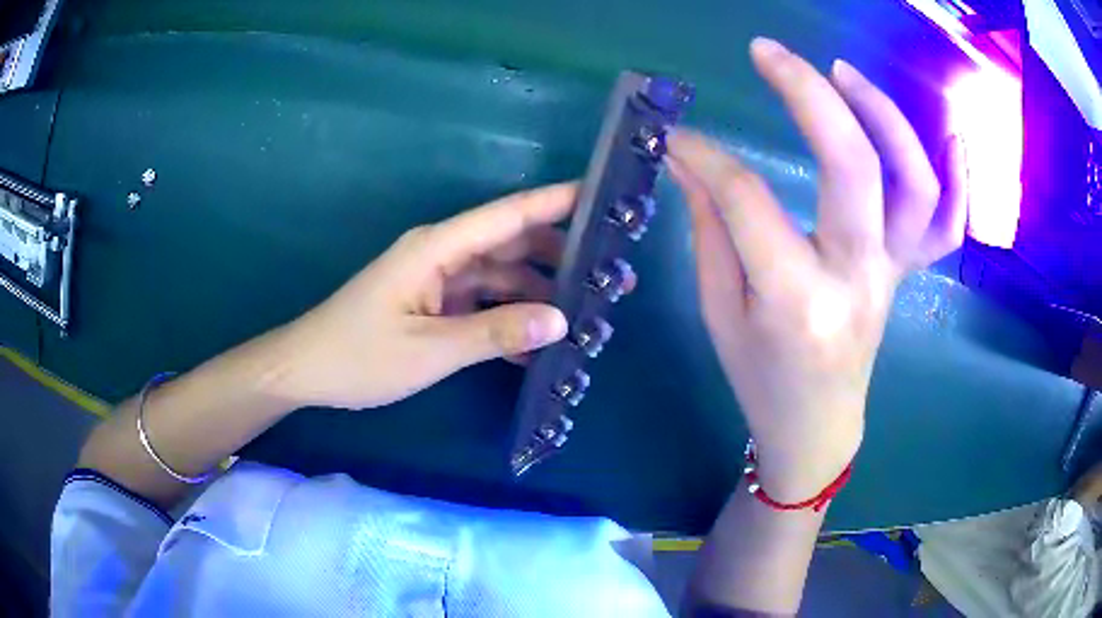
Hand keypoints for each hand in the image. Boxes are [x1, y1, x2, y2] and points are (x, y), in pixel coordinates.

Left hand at [272, 183, 576, 409]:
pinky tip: (538, 346)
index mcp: (438, 247)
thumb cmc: (359, 356)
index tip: (603, 197)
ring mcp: (439, 280)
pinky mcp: (434, 304)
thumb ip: (495, 333)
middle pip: (512, 243)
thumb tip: (561, 321)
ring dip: (539, 293)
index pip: (508, 214)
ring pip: (501, 275)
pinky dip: (509, 319)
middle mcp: (443, 254)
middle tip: (611, 277)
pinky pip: (482, 304)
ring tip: (586, 314)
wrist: (307, 371)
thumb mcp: (430, 350)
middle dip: (561, 255)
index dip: (556, 202)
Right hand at [668, 38, 967, 500]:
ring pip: (913, 183)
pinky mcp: (907, 273)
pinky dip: (959, 182)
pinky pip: (947, 227)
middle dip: (807, 94)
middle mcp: (858, 277)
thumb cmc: (761, 380)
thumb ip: (710, 228)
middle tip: (767, 52)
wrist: (817, 426)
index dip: (705, 154)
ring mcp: (893, 273)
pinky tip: (951, 138)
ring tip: (843, 73)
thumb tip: (689, 158)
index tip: (675, 135)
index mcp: (797, 299)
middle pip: (851, 165)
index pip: (747, 198)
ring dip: (883, 117)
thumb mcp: (719, 312)